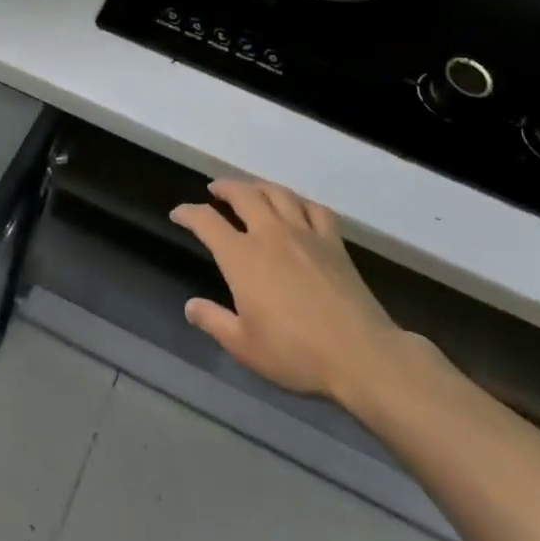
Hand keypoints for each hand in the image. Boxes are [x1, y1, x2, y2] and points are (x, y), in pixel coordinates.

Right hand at [171, 180, 408, 412]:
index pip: (206, 222)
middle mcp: (270, 234)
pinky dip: (299, 200)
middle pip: (243, 195)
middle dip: (224, 188)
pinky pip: (314, 208)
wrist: (361, 355)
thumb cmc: (296, 353)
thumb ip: (214, 321)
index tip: (178, 214)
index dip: (188, 213)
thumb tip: (191, 306)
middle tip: (214, 190)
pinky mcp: (333, 242)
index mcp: (242, 257)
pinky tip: (296, 206)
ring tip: (250, 189)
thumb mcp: (244, 346)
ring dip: (258, 186)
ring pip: (277, 193)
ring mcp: (305, 234)